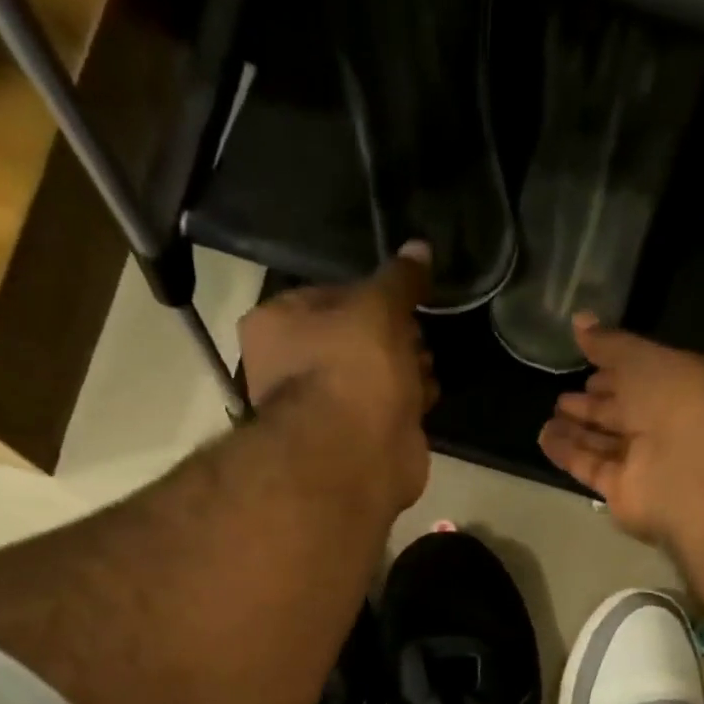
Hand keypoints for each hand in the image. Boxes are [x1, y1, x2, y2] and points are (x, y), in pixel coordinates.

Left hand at [238, 244, 437, 509]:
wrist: (356, 456)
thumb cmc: (352, 369)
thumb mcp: (378, 308)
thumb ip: (399, 280)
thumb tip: (420, 247)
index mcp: (276, 324)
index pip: (329, 295)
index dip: (372, 295)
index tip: (403, 300)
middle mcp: (291, 367)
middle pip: (353, 339)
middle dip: (392, 337)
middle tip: (418, 335)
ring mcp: (325, 410)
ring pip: (373, 377)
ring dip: (403, 370)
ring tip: (426, 366)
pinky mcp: (357, 443)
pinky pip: (388, 412)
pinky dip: (408, 404)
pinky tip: (427, 396)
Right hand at [538, 314, 703, 542]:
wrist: (694, 467)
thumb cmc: (678, 399)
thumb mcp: (643, 358)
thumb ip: (609, 344)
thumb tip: (578, 320)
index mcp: (679, 387)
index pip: (641, 378)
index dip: (613, 372)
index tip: (586, 367)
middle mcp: (663, 426)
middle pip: (621, 415)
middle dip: (592, 406)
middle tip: (561, 398)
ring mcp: (644, 462)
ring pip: (603, 444)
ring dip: (575, 432)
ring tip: (546, 419)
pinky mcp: (622, 491)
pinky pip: (591, 468)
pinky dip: (568, 454)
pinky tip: (545, 439)